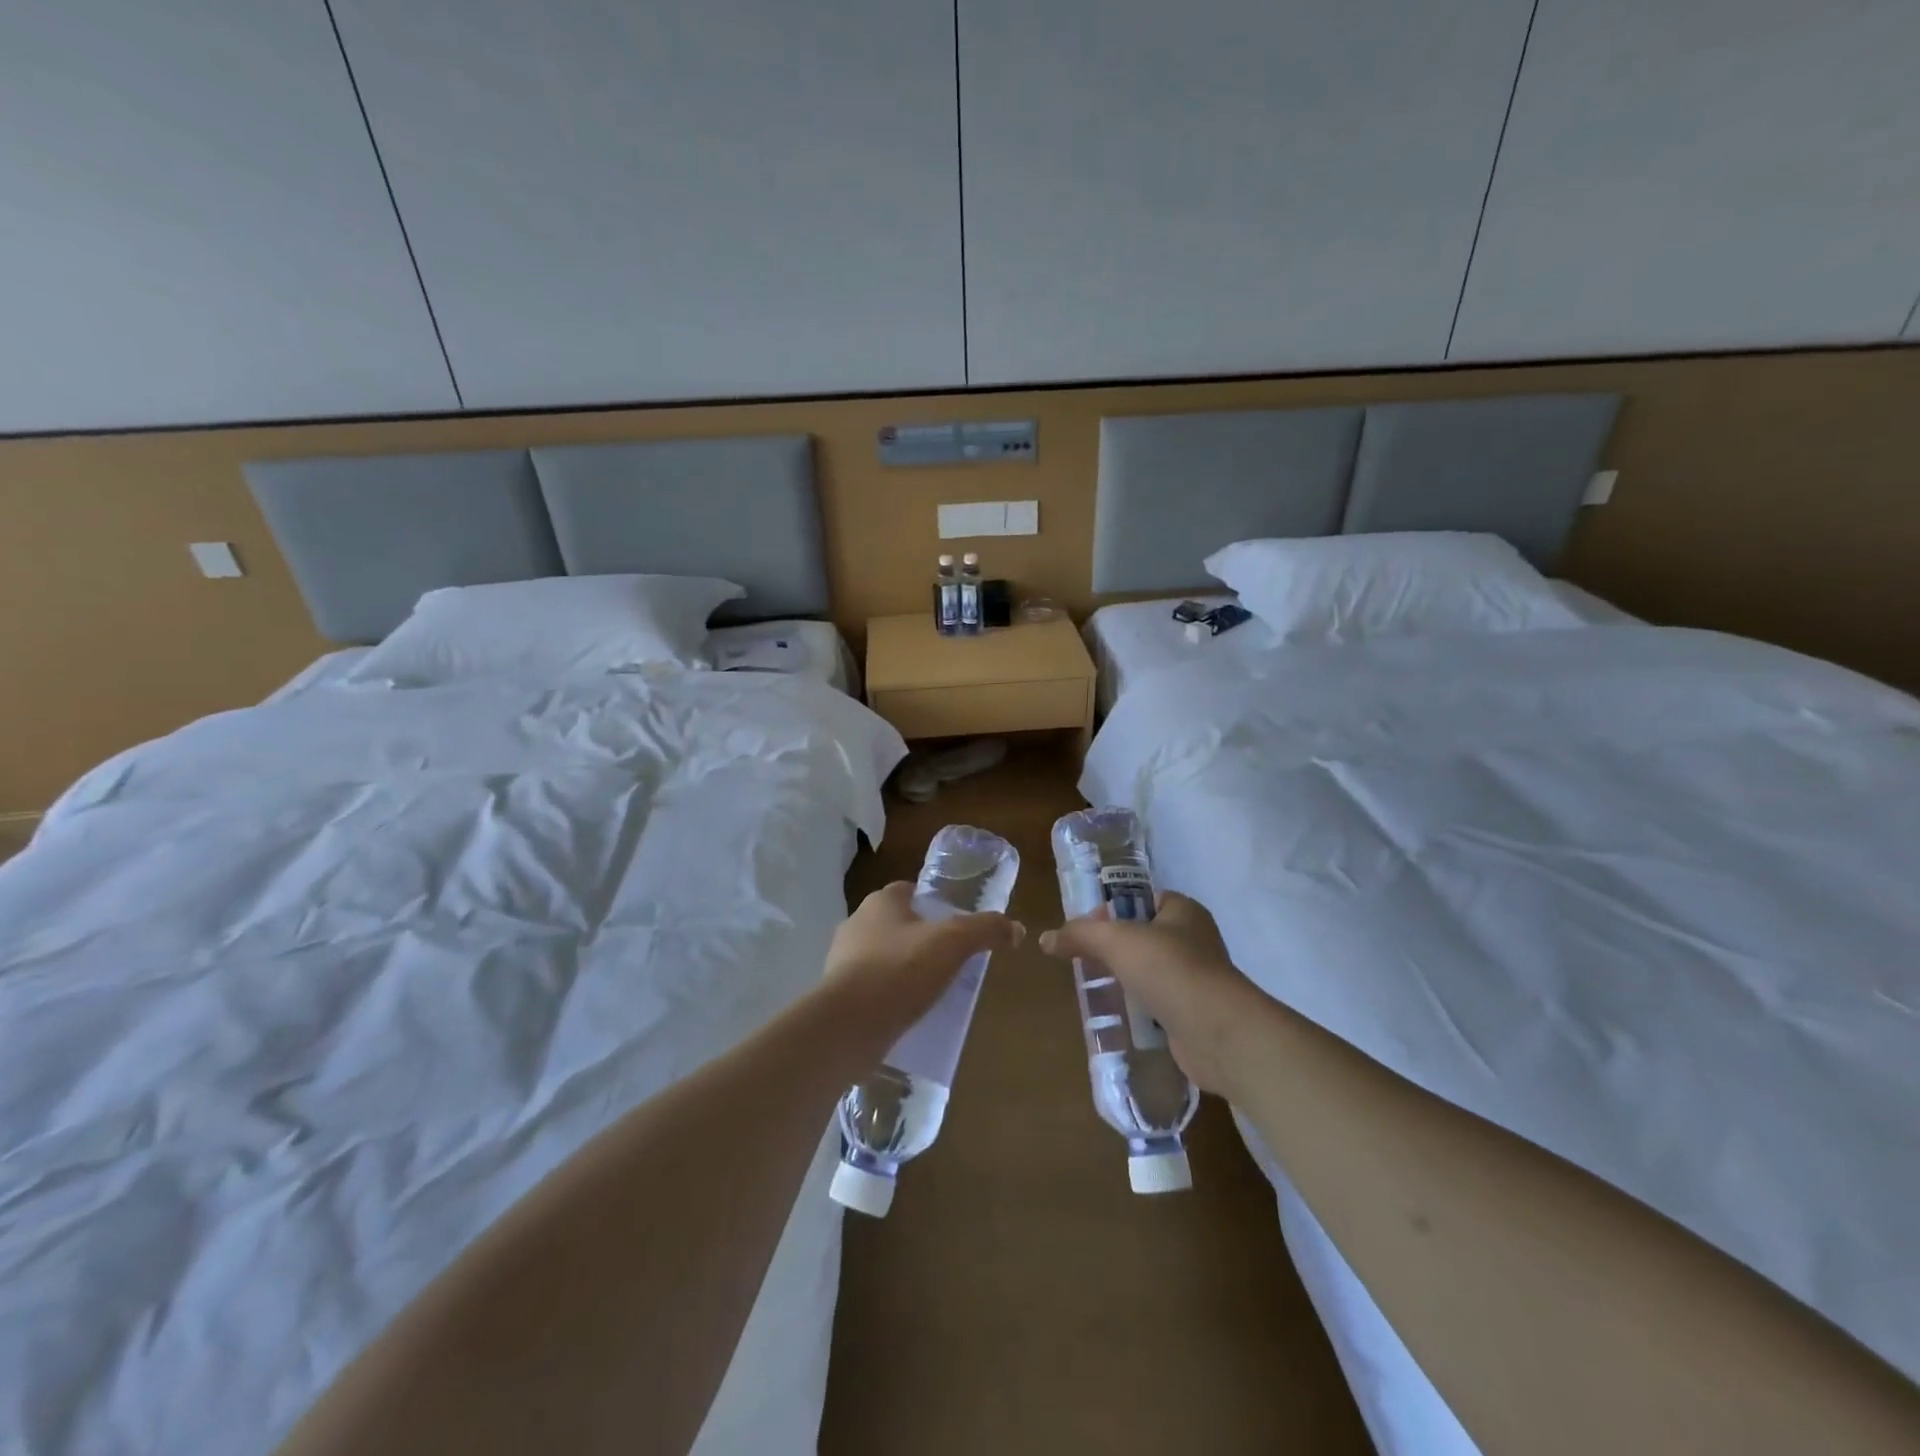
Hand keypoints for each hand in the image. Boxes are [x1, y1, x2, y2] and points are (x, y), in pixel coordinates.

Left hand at [824, 882, 1024, 1034]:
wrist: (849, 1025)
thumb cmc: (901, 970)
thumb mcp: (954, 943)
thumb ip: (986, 930)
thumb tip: (1017, 929)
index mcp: (880, 902)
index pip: (909, 890)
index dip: (933, 903)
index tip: (955, 924)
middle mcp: (856, 923)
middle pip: (896, 924)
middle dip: (920, 938)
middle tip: (950, 959)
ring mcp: (842, 959)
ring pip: (882, 956)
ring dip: (904, 968)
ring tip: (932, 990)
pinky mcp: (837, 993)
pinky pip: (871, 987)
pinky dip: (889, 995)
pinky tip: (908, 1013)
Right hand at [1039, 892, 1268, 1096]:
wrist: (1215, 1030)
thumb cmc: (1168, 968)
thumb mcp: (1115, 940)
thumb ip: (1079, 934)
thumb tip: (1045, 939)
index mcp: (1184, 911)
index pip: (1144, 899)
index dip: (1114, 909)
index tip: (1088, 928)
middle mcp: (1195, 940)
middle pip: (1145, 937)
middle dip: (1116, 950)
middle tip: (1086, 961)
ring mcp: (1198, 979)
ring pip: (1152, 973)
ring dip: (1127, 981)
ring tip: (1097, 990)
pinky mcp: (1195, 1013)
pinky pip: (1160, 1005)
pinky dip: (1141, 1010)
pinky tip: (1119, 1017)